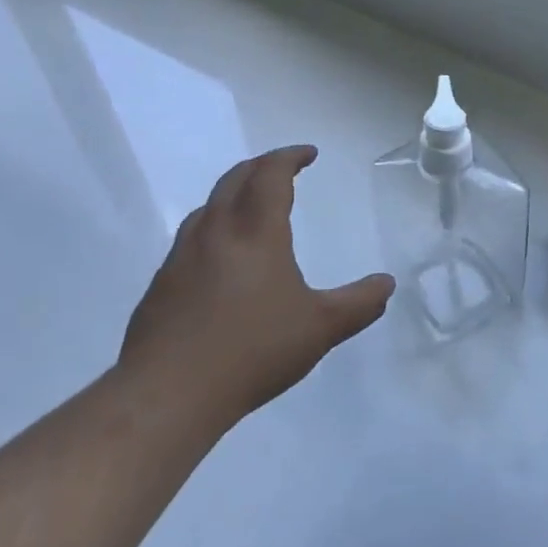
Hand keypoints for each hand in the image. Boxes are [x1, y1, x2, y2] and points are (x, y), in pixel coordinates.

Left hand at [120, 146, 393, 424]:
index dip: (289, 157)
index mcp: (255, 232)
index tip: (308, 154)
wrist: (168, 392)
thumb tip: (387, 284)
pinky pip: (190, 240)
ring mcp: (181, 257)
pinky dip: (212, 229)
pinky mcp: (160, 285)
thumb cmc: (254, 350)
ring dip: (232, 195)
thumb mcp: (320, 328)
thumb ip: (359, 303)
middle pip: (234, 180)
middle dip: (260, 167)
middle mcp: (215, 233)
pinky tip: (219, 261)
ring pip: (207, 208)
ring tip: (250, 208)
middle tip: (281, 169)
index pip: (271, 175)